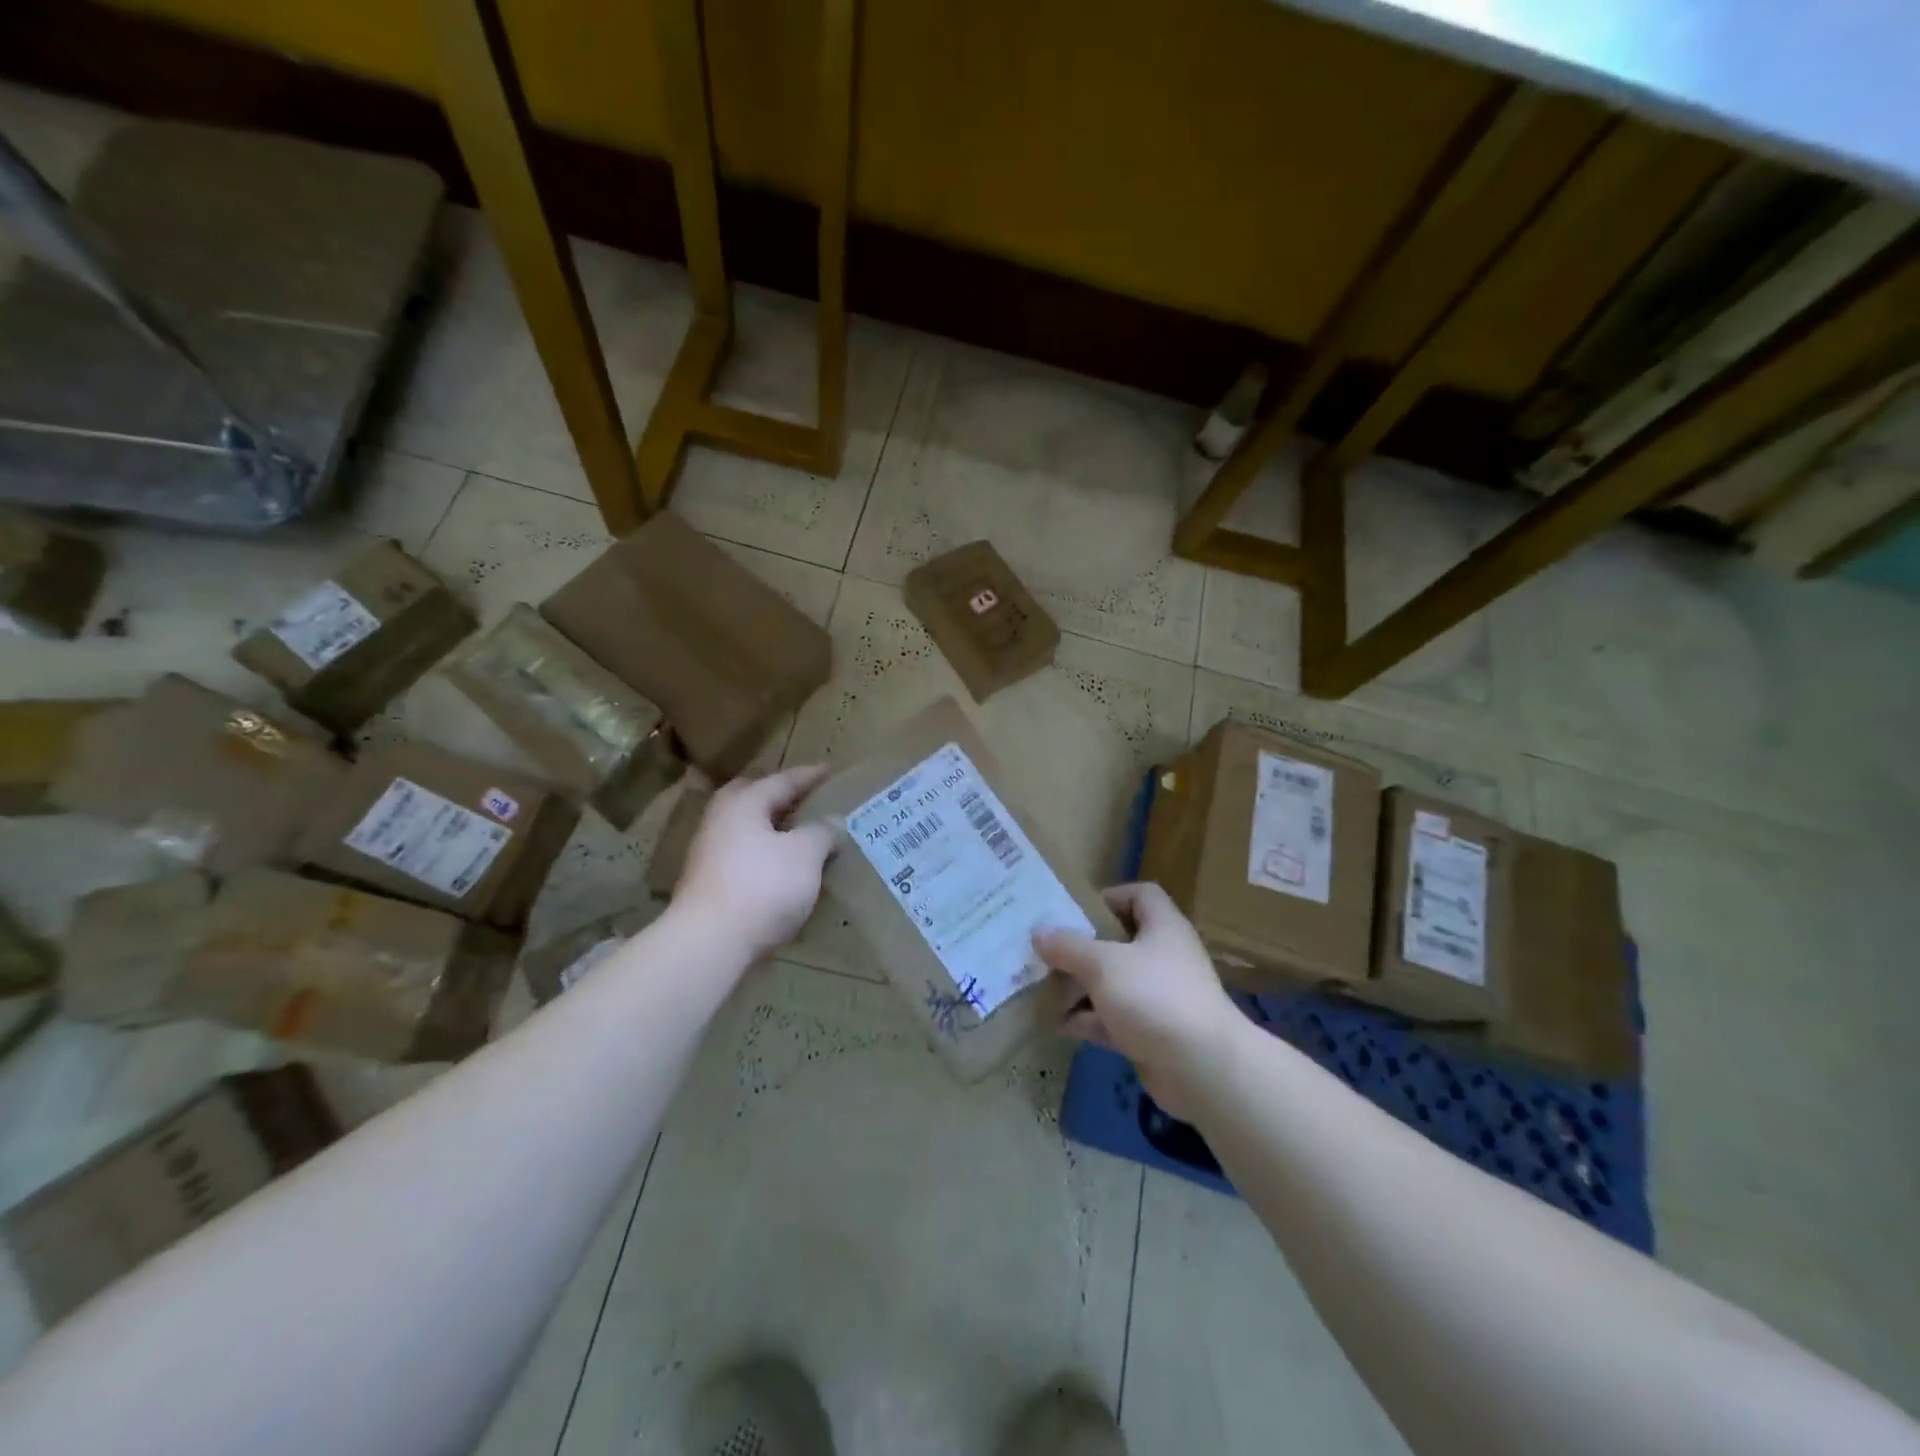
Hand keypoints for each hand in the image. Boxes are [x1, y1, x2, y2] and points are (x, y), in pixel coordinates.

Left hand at [671, 765, 836, 960]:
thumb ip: (822, 832)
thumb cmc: (763, 886)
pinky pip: (745, 858)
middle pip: (755, 800)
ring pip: (748, 831)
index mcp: (744, 803)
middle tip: (808, 801)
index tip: (831, 770)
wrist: (711, 943)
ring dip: (774, 831)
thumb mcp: (806, 854)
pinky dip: (766, 857)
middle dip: (782, 799)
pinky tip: (786, 871)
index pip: (783, 780)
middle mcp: (721, 820)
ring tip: (803, 837)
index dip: (810, 776)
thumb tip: (833, 821)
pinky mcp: (710, 885)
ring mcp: (710, 854)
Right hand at [1034, 882, 1240, 1116]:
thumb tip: (1039, 931)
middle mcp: (1164, 957)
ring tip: (1042, 986)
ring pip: (1113, 983)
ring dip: (1080, 986)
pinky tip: (1057, 1024)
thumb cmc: (1154, 996)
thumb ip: (1068, 946)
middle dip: (1082, 946)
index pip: (1141, 895)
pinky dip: (1088, 1020)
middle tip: (1047, 950)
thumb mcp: (1103, 964)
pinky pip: (1113, 1019)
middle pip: (1120, 941)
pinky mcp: (1152, 1033)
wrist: (1202, 1069)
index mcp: (1163, 928)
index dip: (1110, 896)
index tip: (1076, 910)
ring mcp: (1159, 998)